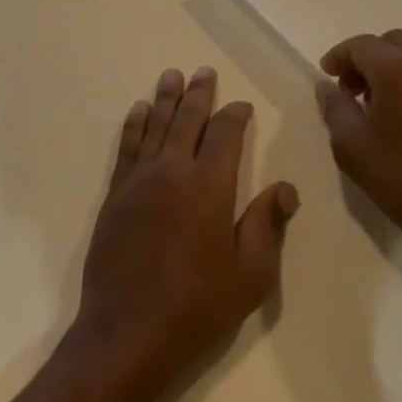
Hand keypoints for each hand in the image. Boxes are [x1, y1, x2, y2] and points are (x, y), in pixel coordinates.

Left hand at [68, 67, 299, 401]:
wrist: (127, 331)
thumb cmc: (197, 307)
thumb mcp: (249, 276)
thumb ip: (266, 226)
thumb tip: (285, 188)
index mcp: (209, 187)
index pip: (225, 136)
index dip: (235, 116)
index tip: (242, 105)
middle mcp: (172, 171)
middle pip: (187, 120)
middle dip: (198, 94)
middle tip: (204, 71)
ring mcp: (139, 180)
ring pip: (155, 125)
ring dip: (165, 98)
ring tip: (172, 75)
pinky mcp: (116, 193)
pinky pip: (128, 146)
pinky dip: (135, 124)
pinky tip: (139, 110)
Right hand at [314, 30, 401, 288]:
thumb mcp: (353, 149)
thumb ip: (335, 108)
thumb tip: (328, 87)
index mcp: (400, 69)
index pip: (361, 45)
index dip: (339, 57)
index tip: (328, 77)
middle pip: (394, 43)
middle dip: (369, 60)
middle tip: (354, 91)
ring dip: (397, 71)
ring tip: (385, 108)